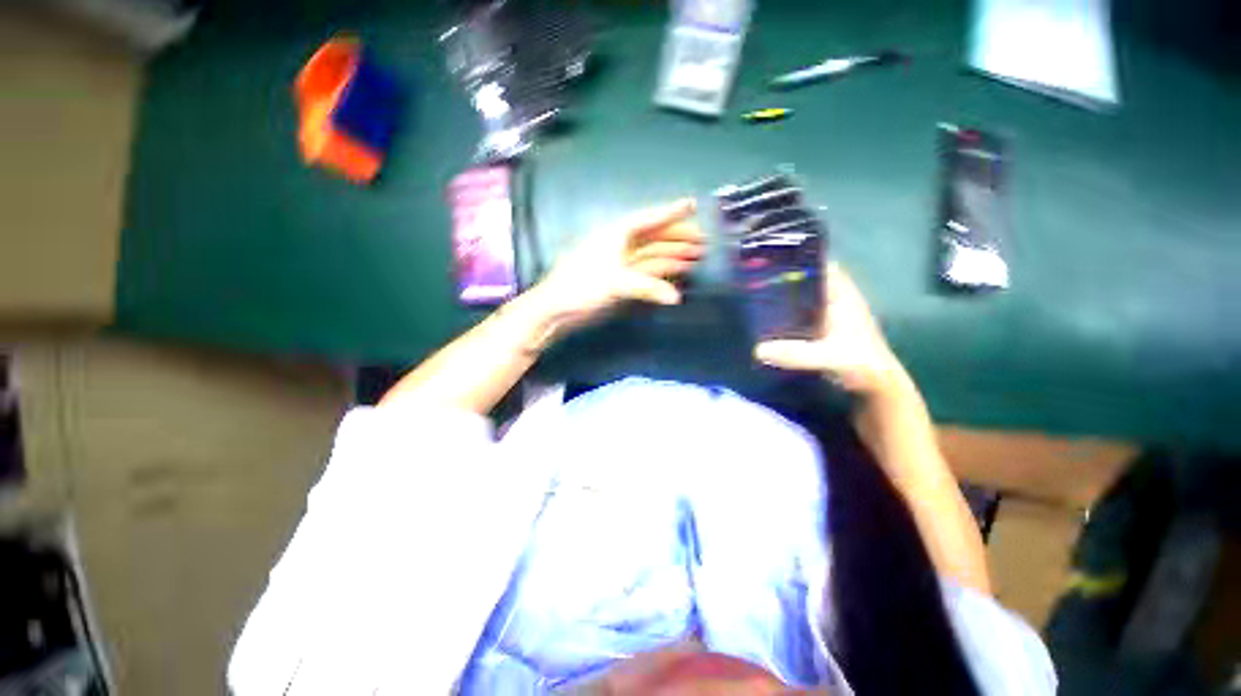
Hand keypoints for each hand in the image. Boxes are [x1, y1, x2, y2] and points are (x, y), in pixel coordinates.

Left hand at [531, 199, 703, 329]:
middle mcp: (619, 245)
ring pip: (652, 256)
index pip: (648, 219)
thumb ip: (646, 288)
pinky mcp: (620, 282)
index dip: (670, 212)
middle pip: (654, 238)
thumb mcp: (614, 283)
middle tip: (702, 242)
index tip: (692, 203)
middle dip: (677, 238)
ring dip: (673, 256)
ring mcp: (620, 265)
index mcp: (615, 235)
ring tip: (696, 257)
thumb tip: (675, 298)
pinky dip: (662, 274)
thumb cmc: (581, 288)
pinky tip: (676, 274)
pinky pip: (647, 273)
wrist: (556, 311)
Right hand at [754, 263, 905, 395]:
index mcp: (842, 297)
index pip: (822, 267)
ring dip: (785, 299)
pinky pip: (801, 316)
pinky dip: (787, 315)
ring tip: (755, 299)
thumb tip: (757, 349)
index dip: (800, 260)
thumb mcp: (828, 357)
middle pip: (809, 281)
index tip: (772, 260)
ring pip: (804, 299)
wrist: (877, 387)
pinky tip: (768, 321)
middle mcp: (836, 301)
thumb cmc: (861, 364)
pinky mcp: (823, 331)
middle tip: (755, 281)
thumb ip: (796, 354)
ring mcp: (830, 316)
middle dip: (785, 279)